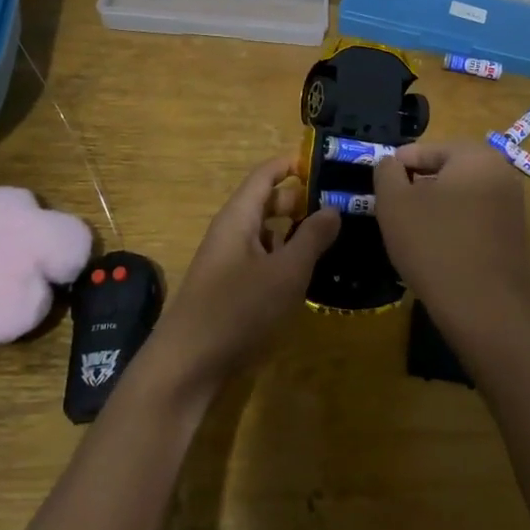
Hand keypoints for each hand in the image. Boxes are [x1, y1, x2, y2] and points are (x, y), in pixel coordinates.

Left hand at [145, 156, 341, 392]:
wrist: (187, 365)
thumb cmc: (238, 309)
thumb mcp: (286, 272)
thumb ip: (312, 238)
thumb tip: (332, 208)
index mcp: (239, 217)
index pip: (266, 174)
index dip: (294, 164)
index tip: (328, 165)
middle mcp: (232, 232)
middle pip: (267, 202)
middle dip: (302, 200)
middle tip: (341, 205)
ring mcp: (230, 261)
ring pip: (267, 233)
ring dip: (296, 232)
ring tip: (334, 236)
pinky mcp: (231, 288)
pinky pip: (263, 259)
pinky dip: (286, 258)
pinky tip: (309, 273)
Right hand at [372, 142, 529, 359]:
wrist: (484, 309)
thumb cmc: (434, 246)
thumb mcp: (395, 204)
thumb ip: (386, 172)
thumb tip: (389, 162)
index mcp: (475, 156)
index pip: (427, 149)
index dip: (398, 166)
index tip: (380, 186)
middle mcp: (501, 172)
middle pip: (447, 168)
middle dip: (418, 184)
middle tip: (393, 206)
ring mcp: (512, 204)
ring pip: (461, 192)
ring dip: (435, 204)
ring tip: (411, 227)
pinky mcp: (514, 233)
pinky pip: (475, 215)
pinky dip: (454, 222)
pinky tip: (436, 246)